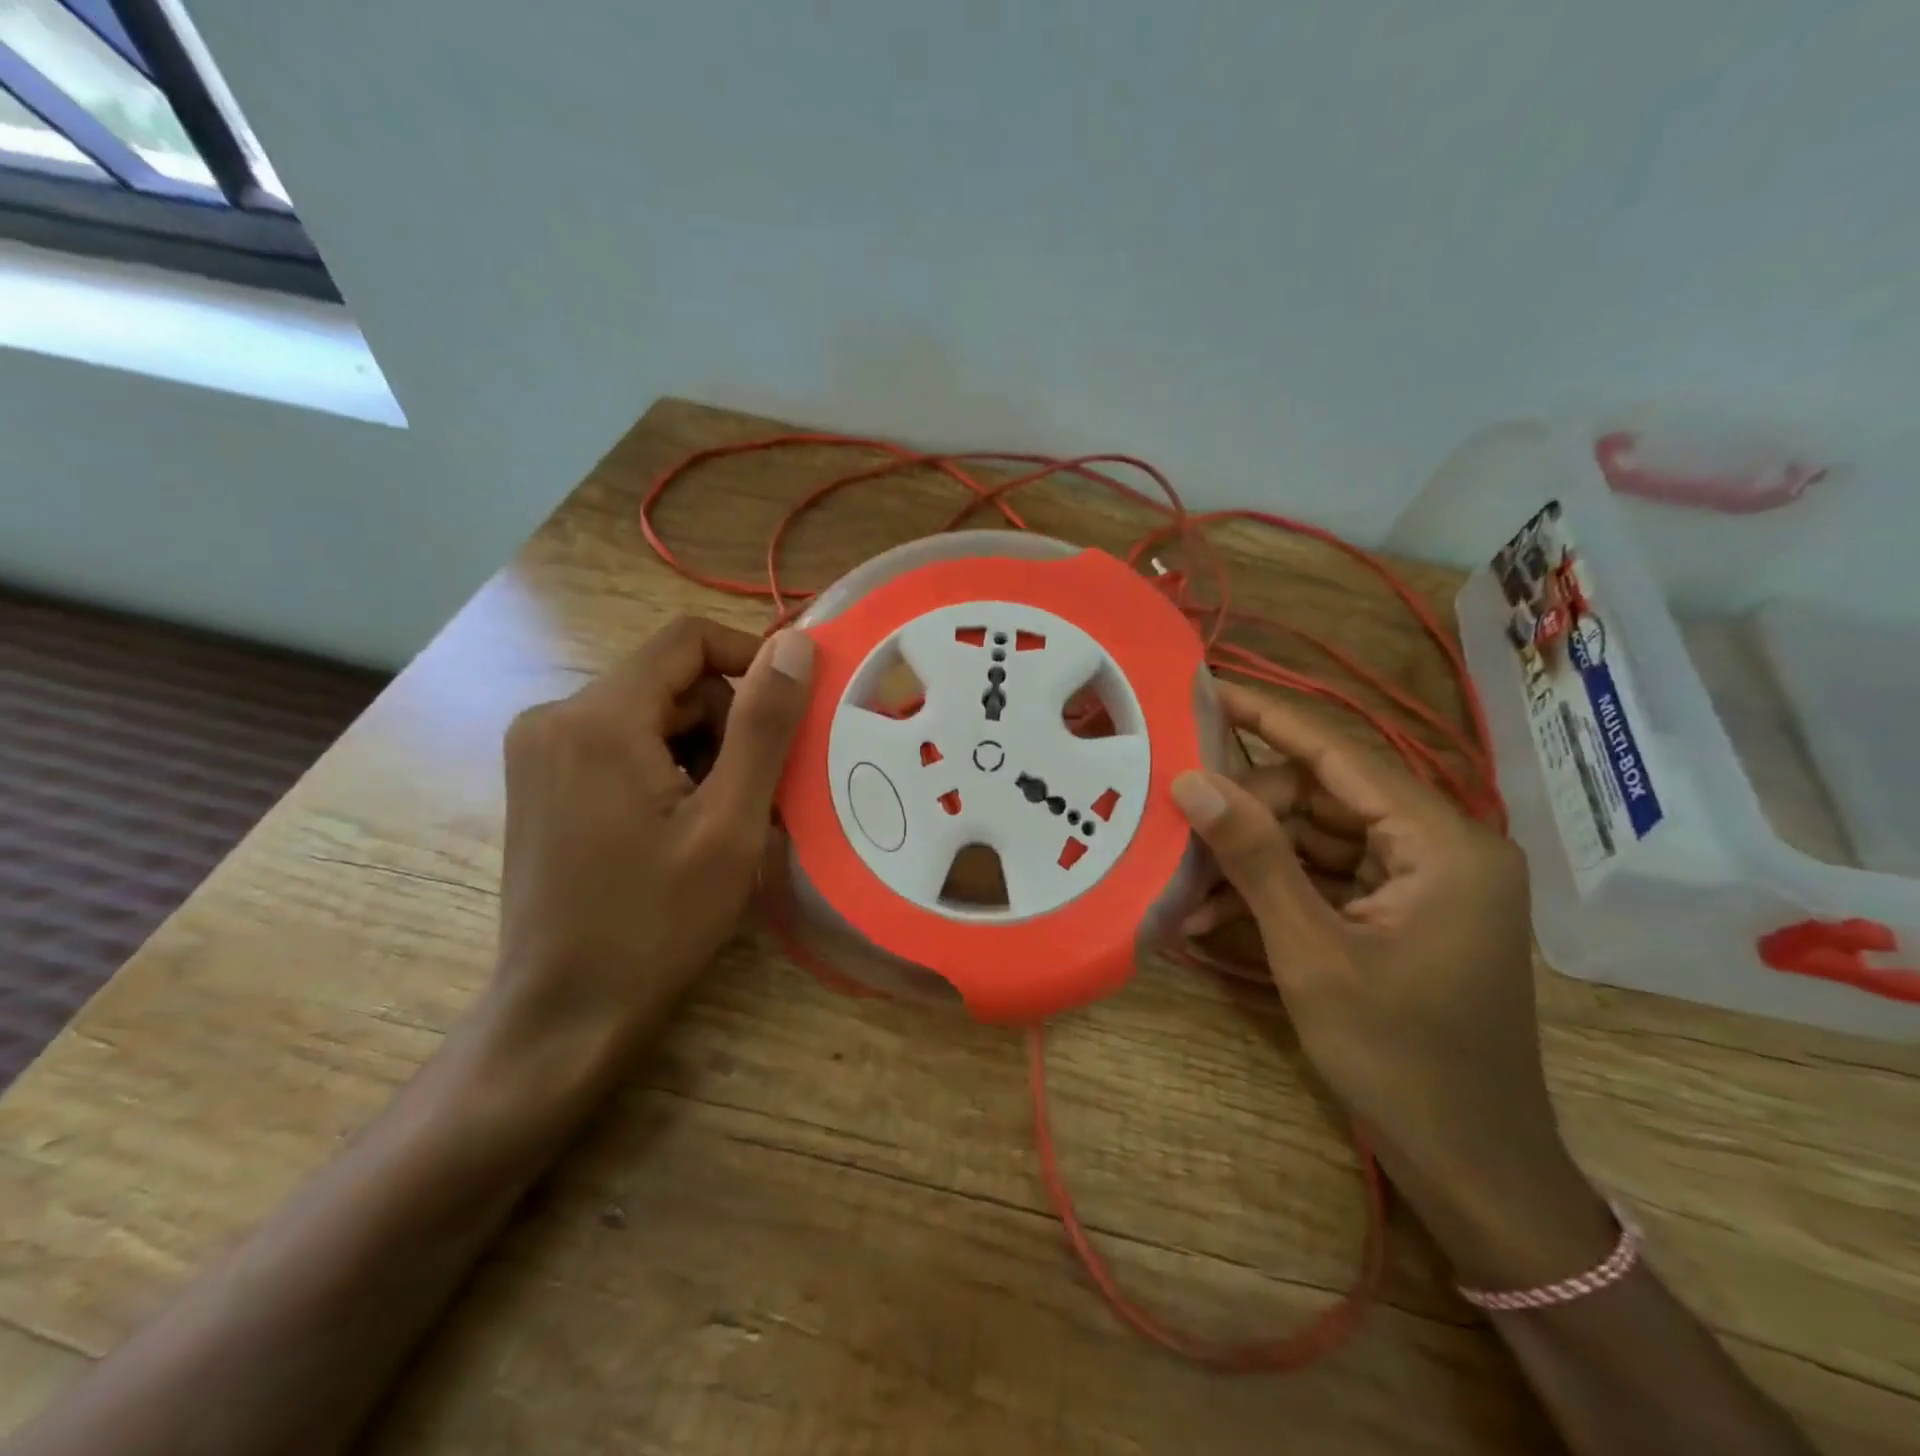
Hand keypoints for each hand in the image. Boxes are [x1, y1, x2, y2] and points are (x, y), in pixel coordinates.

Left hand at [484, 616, 813, 1072]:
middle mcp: (555, 717)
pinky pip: (623, 745)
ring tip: (713, 825)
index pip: (688, 640)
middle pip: (671, 683)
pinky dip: (665, 771)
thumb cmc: (657, 922)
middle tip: (747, 800)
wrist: (567, 1013)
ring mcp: (540, 750)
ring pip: (651, 716)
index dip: (751, 659)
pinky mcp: (542, 781)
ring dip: (699, 755)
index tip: (789, 712)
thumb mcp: (729, 823)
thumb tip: (794, 644)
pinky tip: (676, 830)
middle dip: (724, 728)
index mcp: (598, 718)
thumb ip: (764, 726)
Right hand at [1171, 683, 1614, 1286]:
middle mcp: (1443, 844)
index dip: (1268, 716)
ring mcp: (1426, 877)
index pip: (1341, 751)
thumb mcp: (1312, 951)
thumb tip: (1191, 780)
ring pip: (1319, 835)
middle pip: (1324, 796)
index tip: (1207, 686)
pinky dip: (1278, 888)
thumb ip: (1255, 857)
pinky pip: (1330, 874)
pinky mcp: (1406, 907)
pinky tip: (1218, 912)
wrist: (1473, 1166)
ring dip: (1254, 857)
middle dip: (1248, 814)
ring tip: (1188, 882)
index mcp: (1443, 842)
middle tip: (1179, 832)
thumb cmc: (1401, 1060)